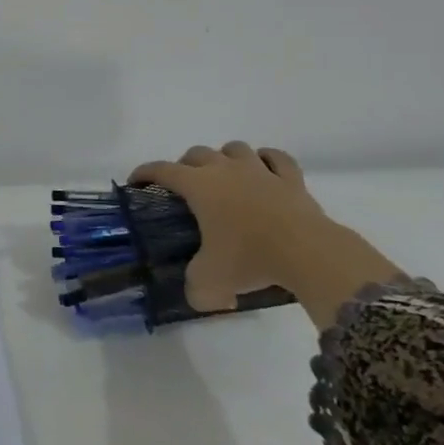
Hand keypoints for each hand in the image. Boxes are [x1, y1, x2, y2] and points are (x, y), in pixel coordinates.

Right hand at [130, 143, 327, 311]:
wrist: (307, 253)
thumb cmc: (250, 258)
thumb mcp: (211, 282)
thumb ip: (196, 288)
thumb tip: (198, 296)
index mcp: (198, 186)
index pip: (162, 170)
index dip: (144, 173)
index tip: (136, 181)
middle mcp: (225, 170)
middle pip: (197, 153)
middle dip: (185, 165)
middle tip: (185, 187)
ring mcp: (260, 170)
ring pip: (234, 148)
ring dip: (224, 158)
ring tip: (224, 176)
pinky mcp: (291, 179)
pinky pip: (276, 158)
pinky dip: (267, 160)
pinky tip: (265, 170)